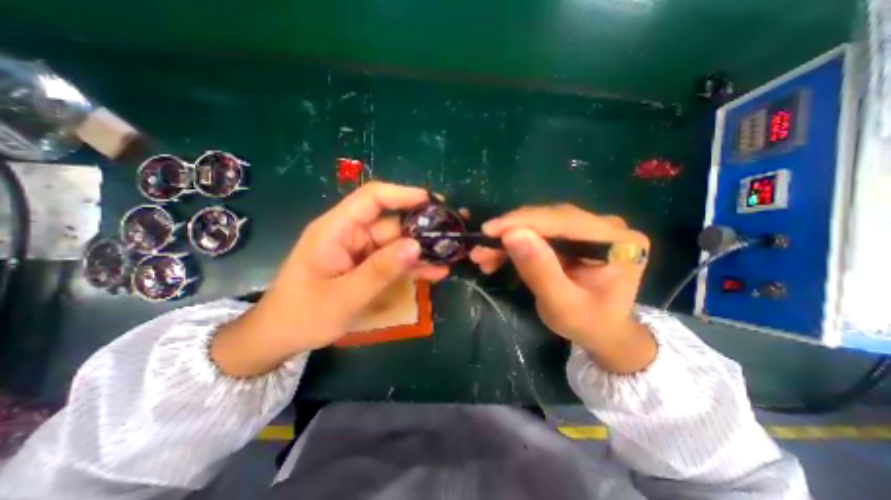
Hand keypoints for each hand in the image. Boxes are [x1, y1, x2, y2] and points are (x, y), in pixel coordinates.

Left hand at [211, 182, 448, 376]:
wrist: (281, 337)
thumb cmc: (303, 315)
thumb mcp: (343, 296)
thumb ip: (380, 271)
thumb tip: (416, 245)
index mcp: (336, 230)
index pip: (372, 198)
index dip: (402, 194)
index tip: (431, 201)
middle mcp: (351, 235)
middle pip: (392, 224)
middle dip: (422, 229)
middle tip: (452, 236)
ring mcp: (361, 252)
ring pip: (398, 244)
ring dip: (422, 251)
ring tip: (450, 256)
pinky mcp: (367, 266)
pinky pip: (394, 262)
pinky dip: (413, 266)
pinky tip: (436, 272)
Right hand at [472, 205, 651, 371]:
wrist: (602, 331)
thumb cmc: (587, 324)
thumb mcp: (561, 304)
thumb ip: (539, 270)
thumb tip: (512, 234)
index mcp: (616, 241)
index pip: (564, 220)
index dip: (522, 222)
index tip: (488, 231)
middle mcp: (606, 226)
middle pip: (549, 218)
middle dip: (510, 232)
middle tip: (481, 248)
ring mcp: (590, 228)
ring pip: (540, 223)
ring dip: (509, 238)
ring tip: (484, 256)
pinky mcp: (574, 234)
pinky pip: (540, 232)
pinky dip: (516, 243)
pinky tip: (498, 256)